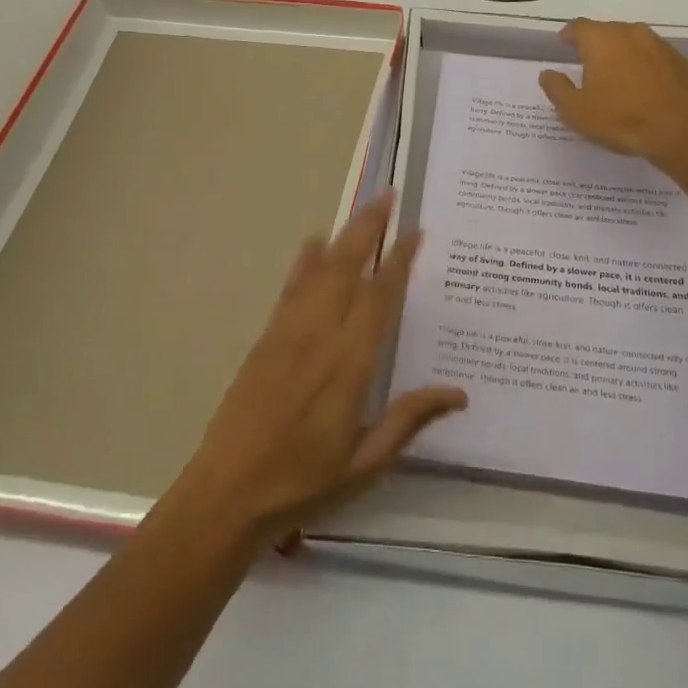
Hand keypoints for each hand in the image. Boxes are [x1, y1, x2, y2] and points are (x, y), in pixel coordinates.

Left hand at [171, 195, 465, 546]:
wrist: (228, 492)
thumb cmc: (304, 481)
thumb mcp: (366, 462)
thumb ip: (409, 419)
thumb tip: (459, 393)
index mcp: (351, 362)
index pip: (381, 297)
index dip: (400, 261)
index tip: (415, 231)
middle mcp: (322, 334)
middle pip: (350, 266)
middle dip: (371, 228)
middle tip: (390, 196)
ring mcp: (290, 330)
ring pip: (322, 268)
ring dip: (345, 234)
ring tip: (365, 208)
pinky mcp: (268, 335)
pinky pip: (292, 286)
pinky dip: (306, 259)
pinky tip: (315, 241)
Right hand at [539, 19, 687, 160]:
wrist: (680, 131)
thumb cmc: (620, 118)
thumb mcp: (575, 110)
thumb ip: (557, 88)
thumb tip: (547, 74)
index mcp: (601, 39)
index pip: (578, 26)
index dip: (569, 35)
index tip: (564, 44)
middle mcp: (630, 32)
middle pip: (607, 31)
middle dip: (596, 44)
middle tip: (590, 64)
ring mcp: (660, 45)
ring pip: (634, 42)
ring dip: (623, 54)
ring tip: (618, 76)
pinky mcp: (681, 61)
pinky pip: (656, 58)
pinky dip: (647, 66)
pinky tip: (646, 87)